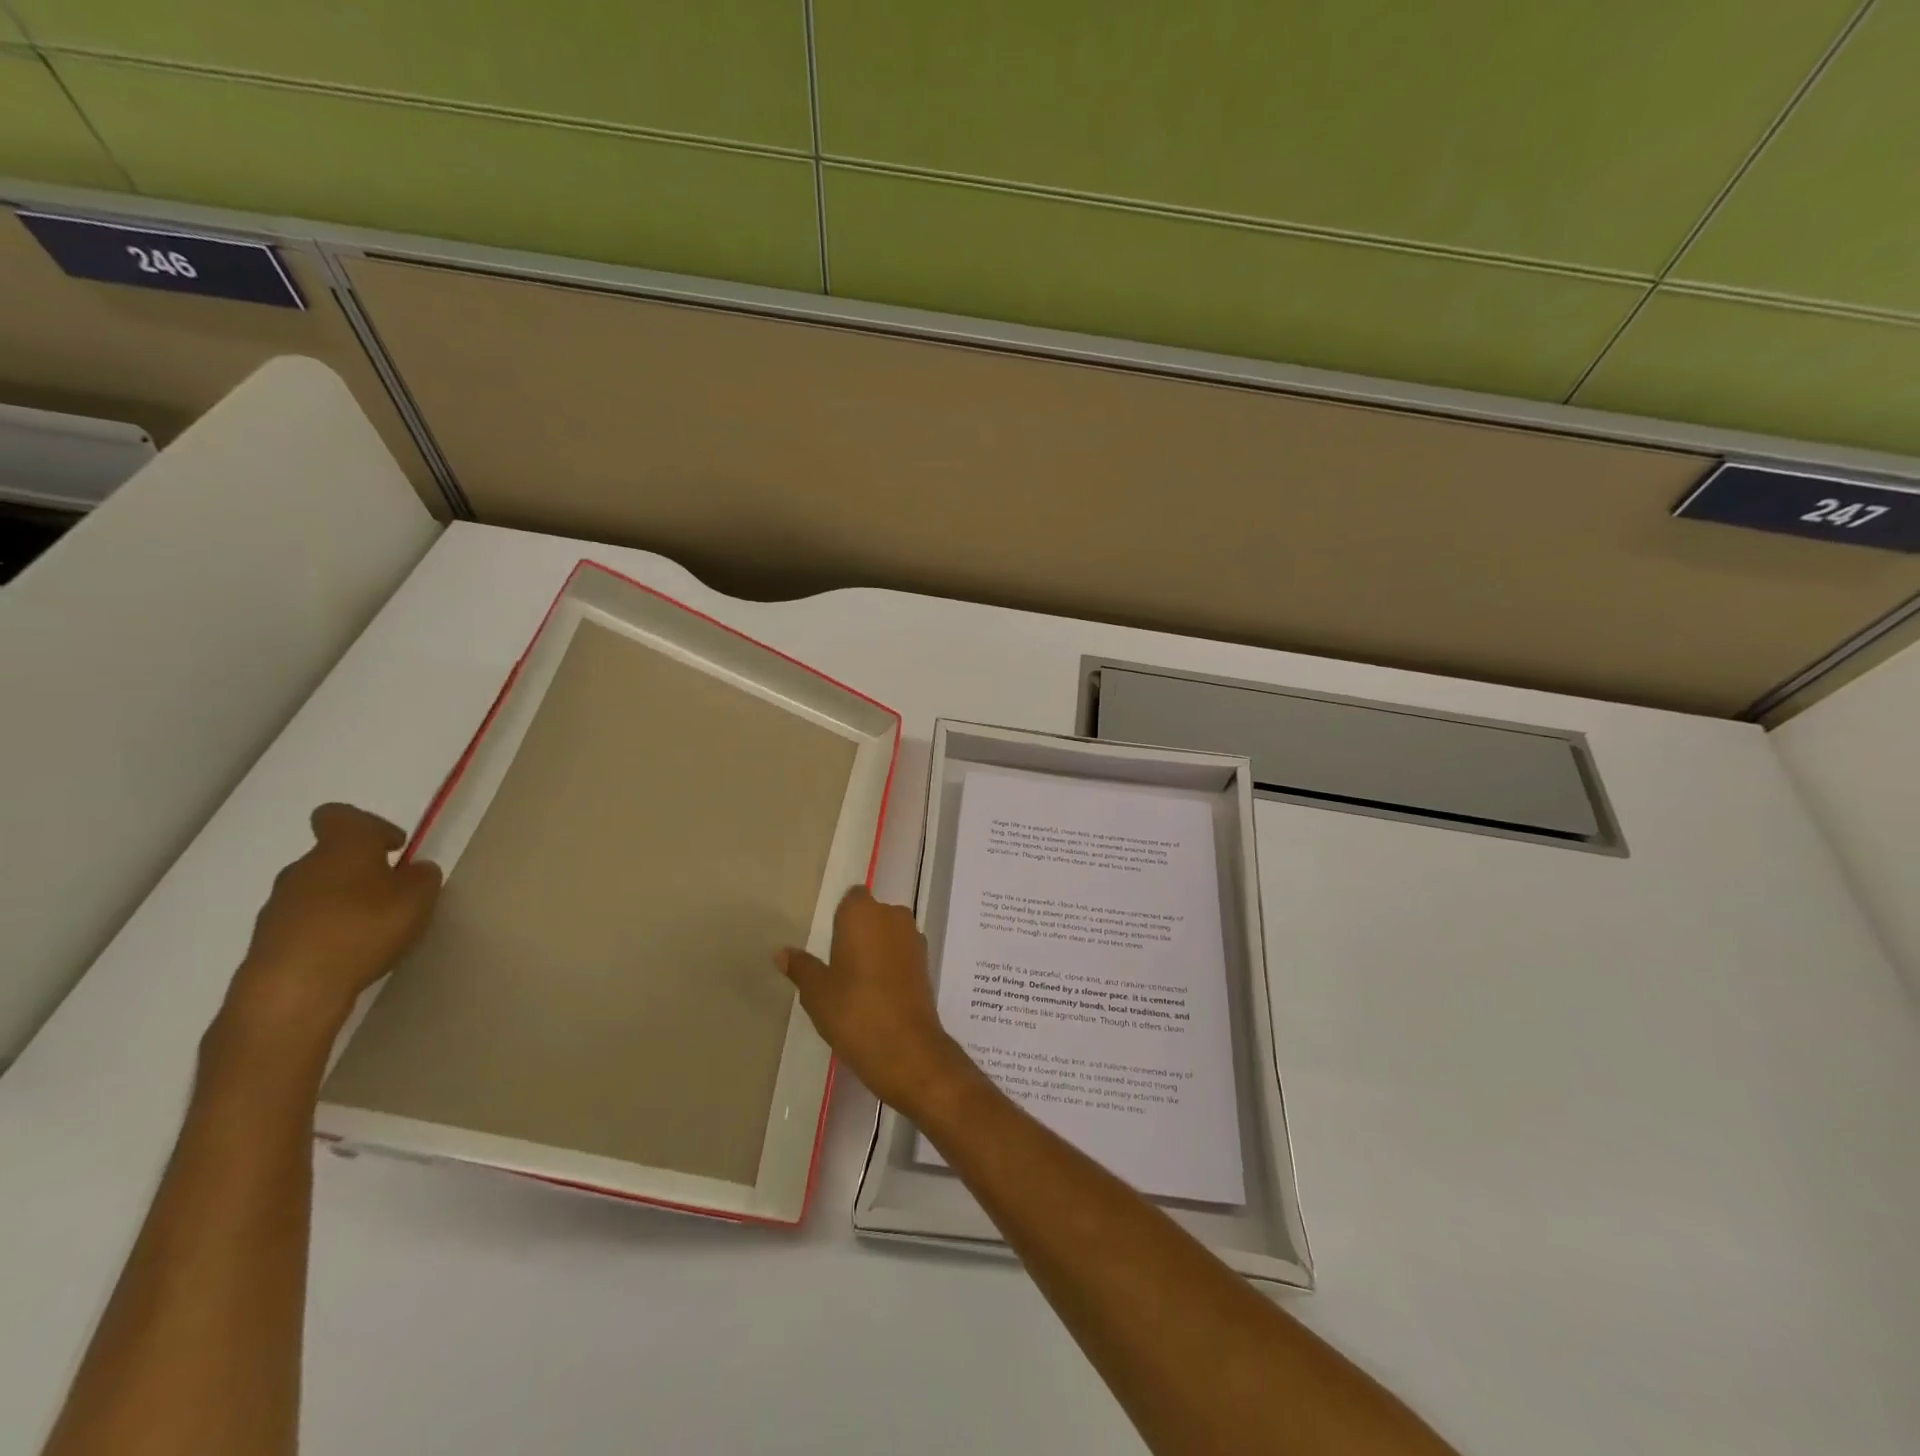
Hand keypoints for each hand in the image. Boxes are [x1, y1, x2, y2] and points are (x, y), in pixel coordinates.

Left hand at [212, 804, 441, 1066]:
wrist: (292, 989)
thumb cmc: (363, 928)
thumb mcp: (419, 898)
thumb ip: (422, 877)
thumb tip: (414, 870)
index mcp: (341, 847)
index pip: (340, 815)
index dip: (369, 825)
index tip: (393, 848)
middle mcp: (303, 867)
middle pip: (331, 856)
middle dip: (360, 870)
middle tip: (391, 895)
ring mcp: (279, 905)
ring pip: (317, 890)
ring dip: (342, 901)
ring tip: (371, 929)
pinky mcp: (268, 939)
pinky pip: (304, 923)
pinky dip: (326, 930)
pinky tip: (347, 953)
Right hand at [779, 886, 971, 1114]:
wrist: (906, 1049)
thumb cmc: (854, 1011)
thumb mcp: (817, 991)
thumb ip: (801, 967)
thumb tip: (782, 953)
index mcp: (863, 912)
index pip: (852, 897)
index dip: (841, 916)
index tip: (828, 938)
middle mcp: (893, 916)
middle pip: (872, 914)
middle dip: (858, 932)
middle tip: (837, 962)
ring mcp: (914, 939)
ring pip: (889, 934)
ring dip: (875, 948)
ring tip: (854, 980)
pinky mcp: (926, 964)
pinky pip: (901, 953)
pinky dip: (890, 965)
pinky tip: (876, 992)